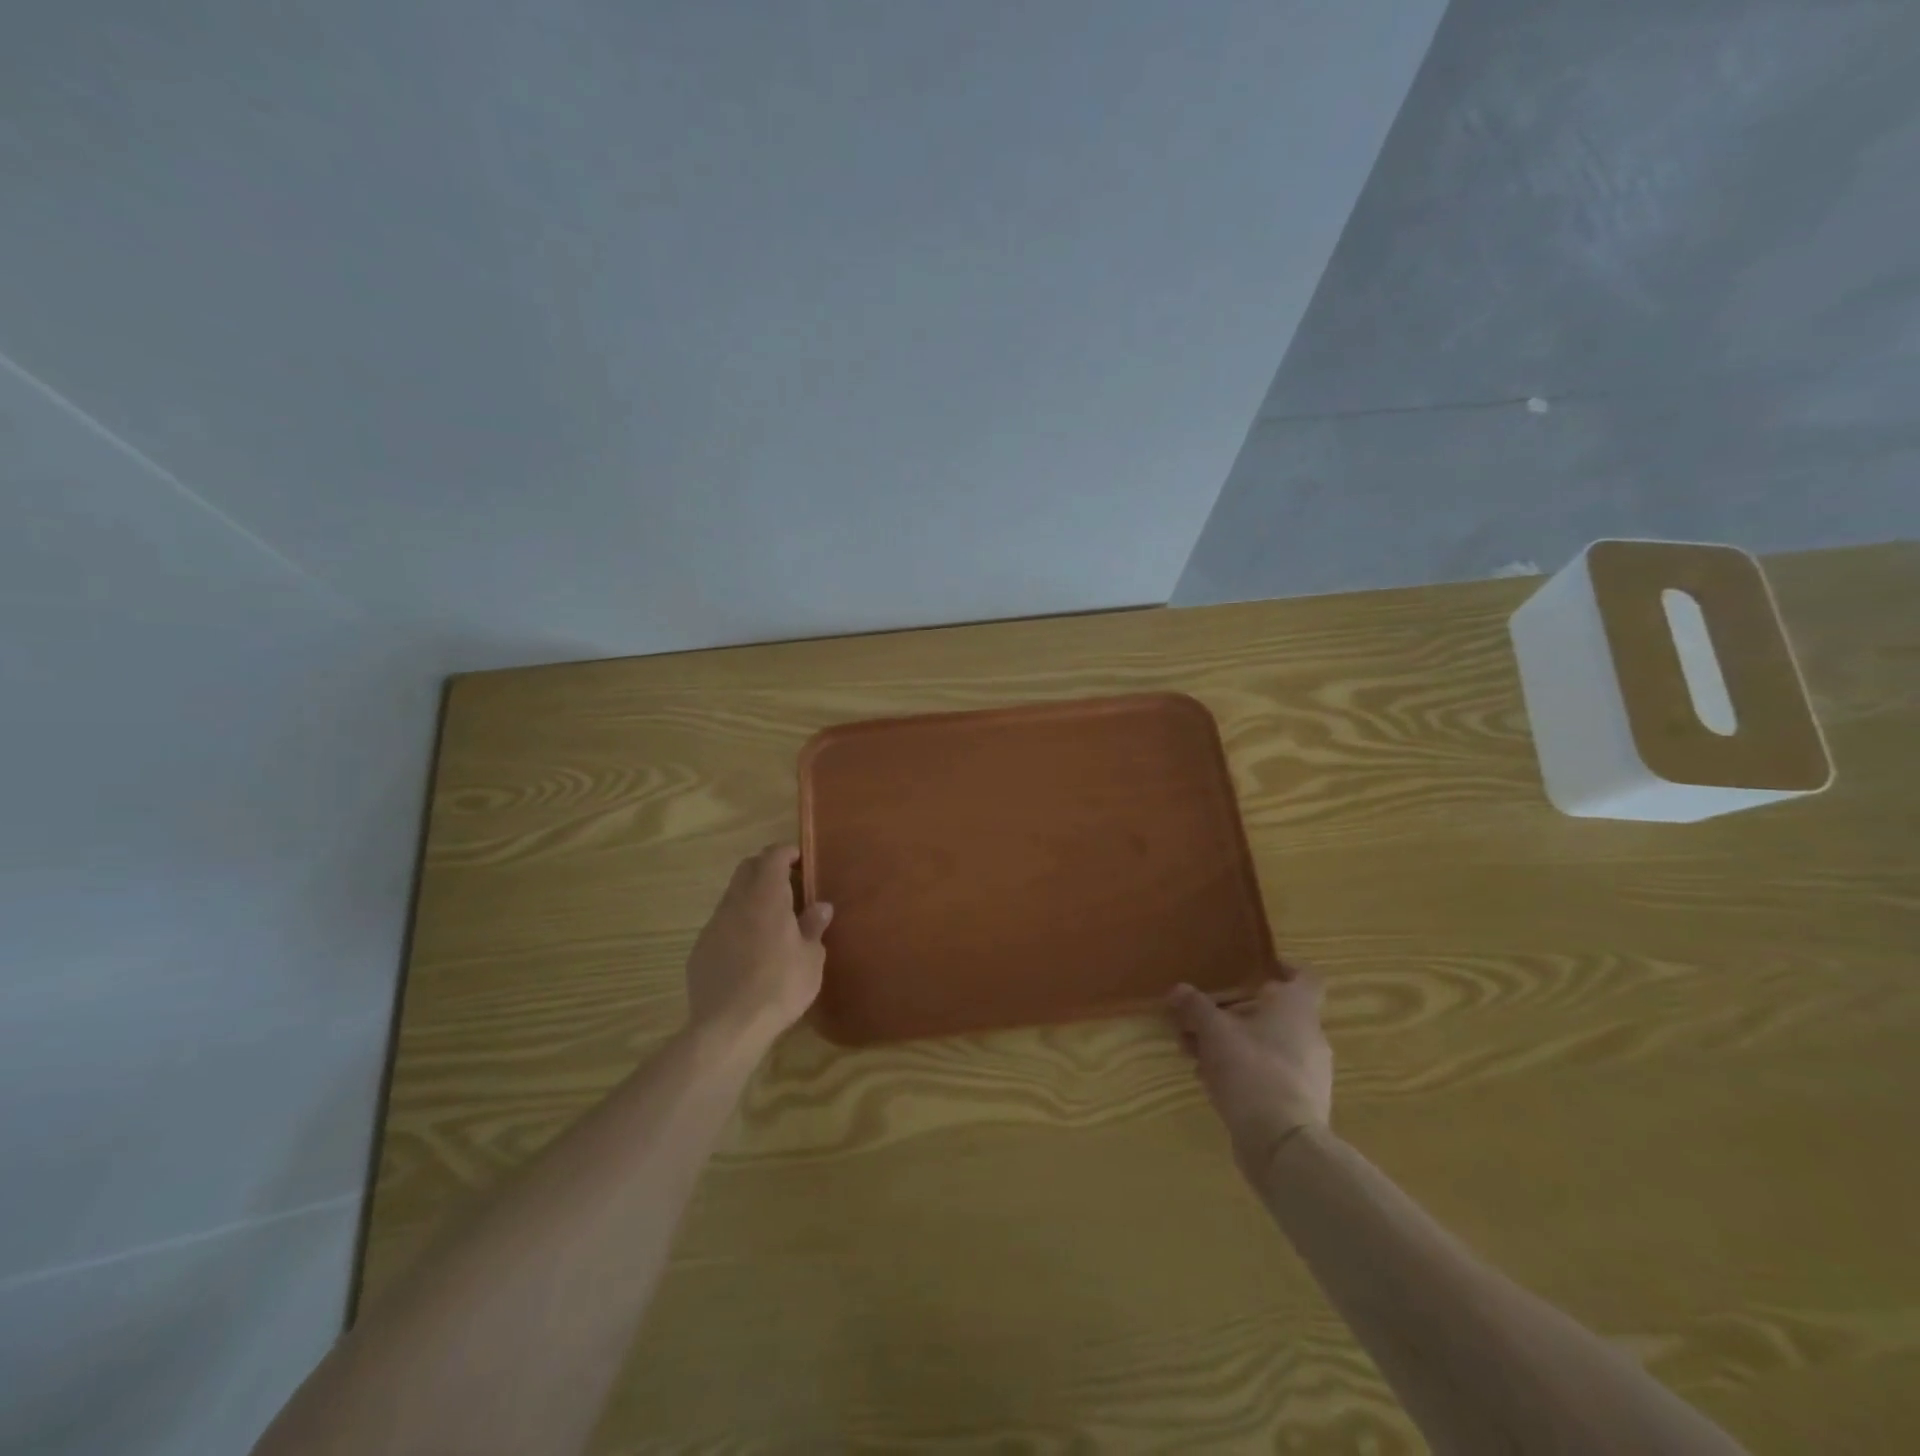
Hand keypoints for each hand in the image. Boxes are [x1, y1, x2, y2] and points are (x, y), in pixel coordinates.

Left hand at [685, 845, 831, 1048]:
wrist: (729, 1026)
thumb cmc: (780, 986)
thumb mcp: (810, 958)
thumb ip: (813, 927)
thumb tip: (820, 906)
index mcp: (766, 897)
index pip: (772, 856)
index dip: (786, 852)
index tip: (800, 859)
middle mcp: (736, 903)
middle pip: (747, 869)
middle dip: (766, 868)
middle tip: (788, 884)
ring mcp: (713, 926)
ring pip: (732, 897)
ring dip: (751, 898)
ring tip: (771, 921)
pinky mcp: (699, 950)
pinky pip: (721, 925)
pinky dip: (737, 925)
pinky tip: (749, 951)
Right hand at [1168, 966, 1332, 1179]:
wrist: (1283, 1145)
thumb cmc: (1252, 1070)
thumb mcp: (1213, 1032)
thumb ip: (1195, 1007)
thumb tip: (1178, 990)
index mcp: (1297, 1010)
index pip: (1305, 977)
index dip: (1285, 967)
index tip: (1261, 966)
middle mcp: (1310, 1036)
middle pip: (1273, 1013)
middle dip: (1234, 1013)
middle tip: (1200, 1018)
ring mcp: (1310, 1073)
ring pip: (1267, 1045)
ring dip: (1233, 1044)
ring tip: (1196, 1054)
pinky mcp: (1301, 1104)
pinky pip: (1269, 1074)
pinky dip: (1243, 1071)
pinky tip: (1212, 1081)